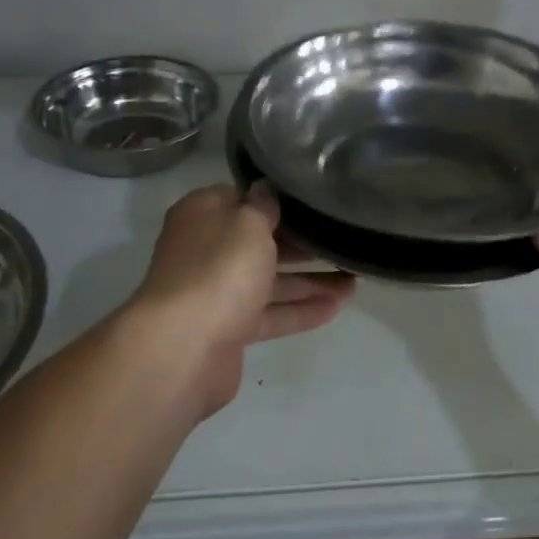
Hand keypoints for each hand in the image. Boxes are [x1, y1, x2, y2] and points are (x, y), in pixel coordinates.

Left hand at [127, 183, 355, 413]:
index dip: (275, 199)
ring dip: (308, 280)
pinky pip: (269, 314)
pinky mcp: (228, 329)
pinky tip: (336, 307)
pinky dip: (299, 310)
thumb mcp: (248, 223)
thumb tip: (266, 190)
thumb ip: (263, 206)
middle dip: (300, 243)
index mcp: (202, 215)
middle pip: (258, 241)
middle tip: (341, 239)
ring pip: (268, 280)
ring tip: (354, 278)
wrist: (184, 347)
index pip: (241, 198)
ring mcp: (215, 292)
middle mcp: (206, 250)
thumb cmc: (219, 269)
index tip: (312, 200)